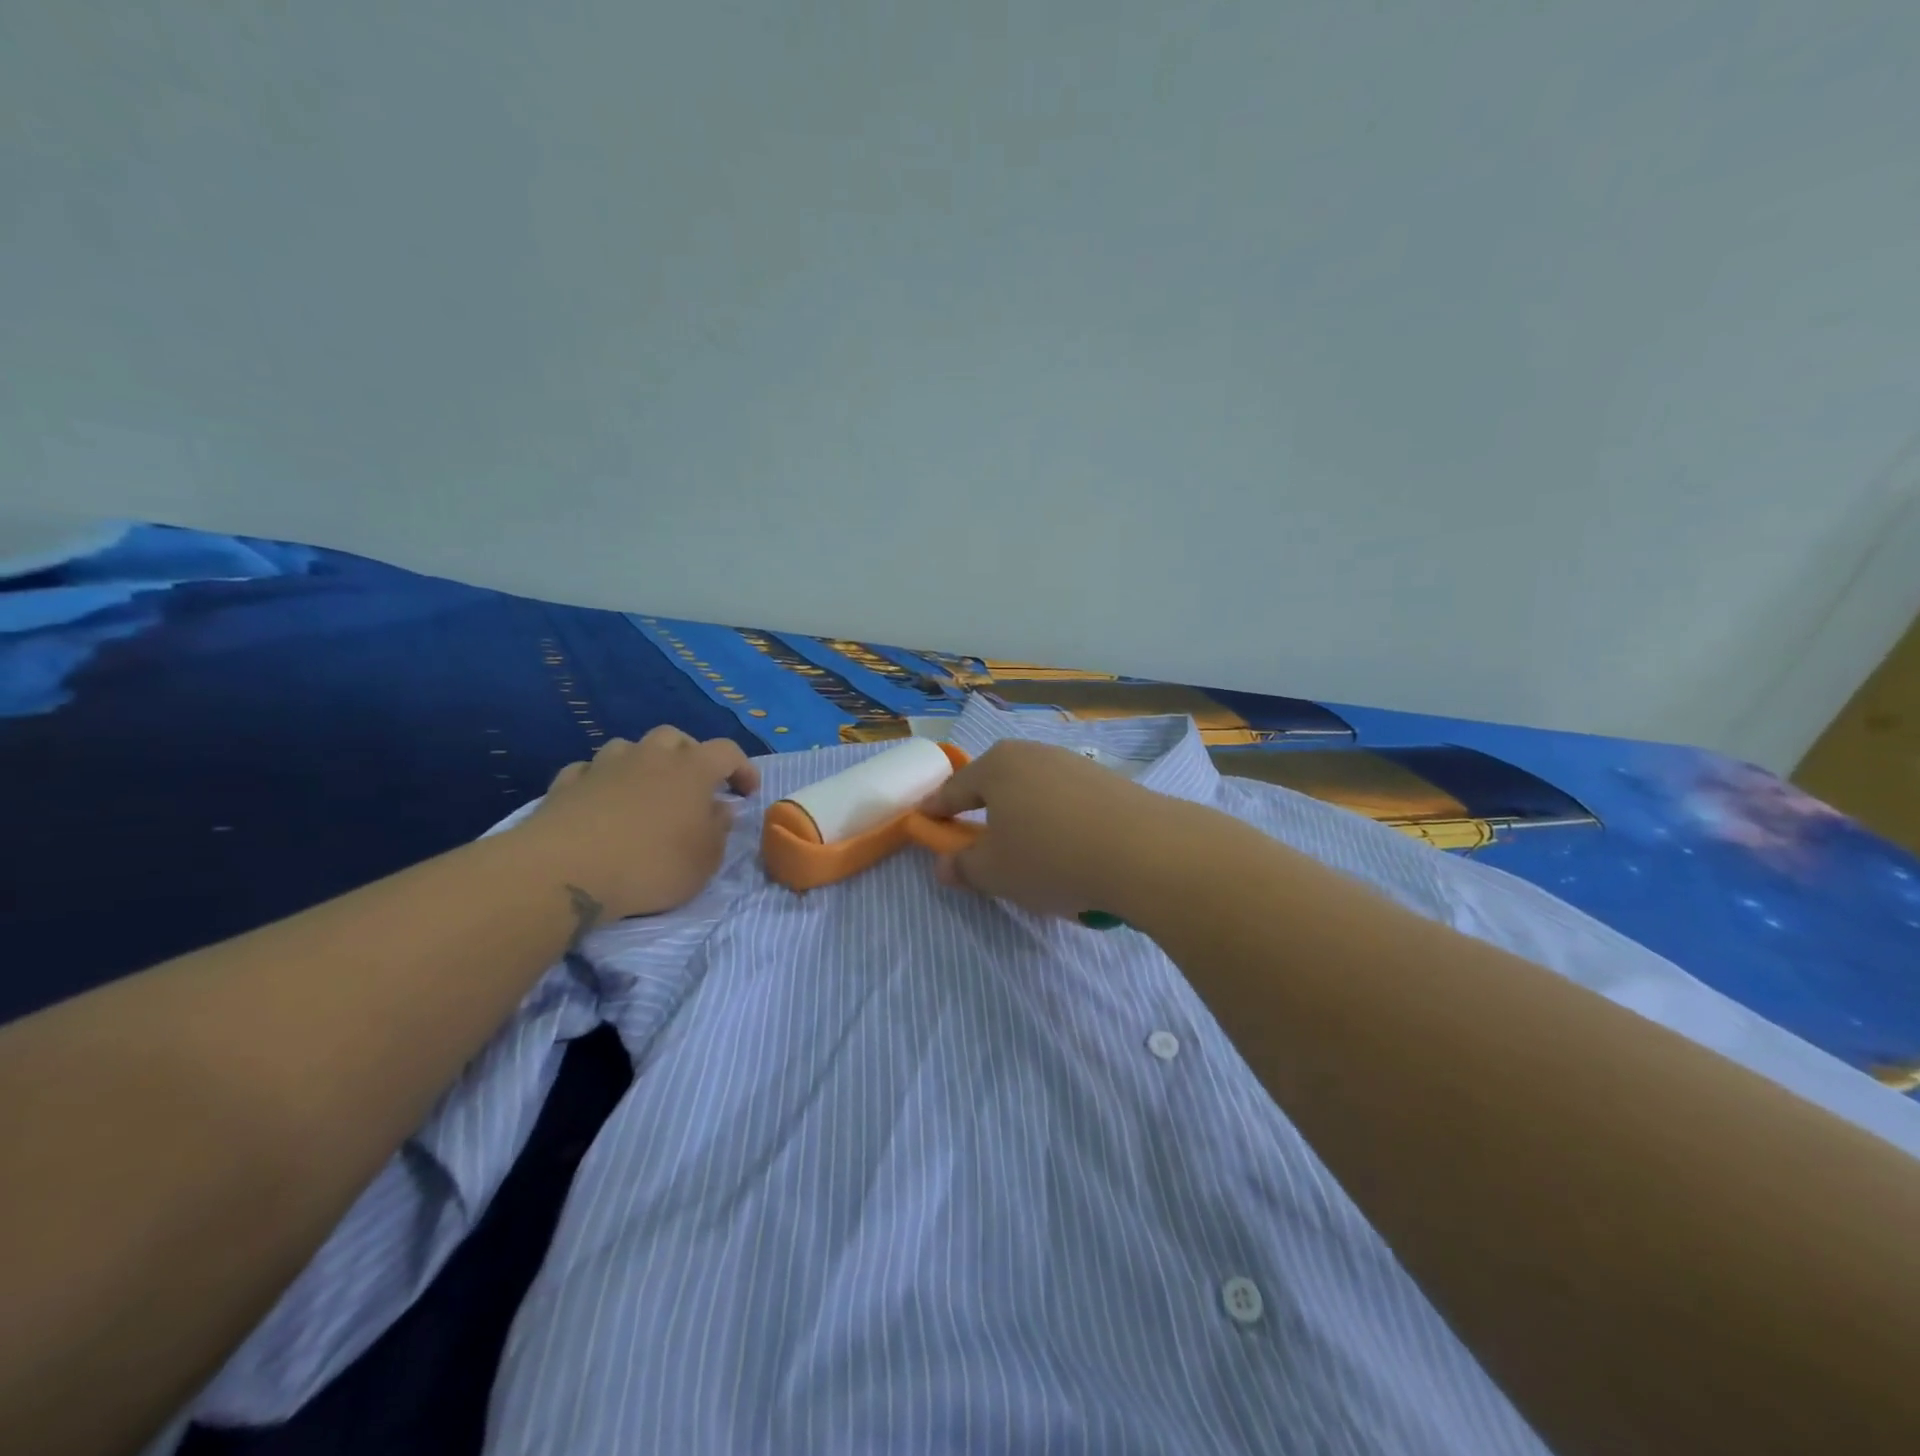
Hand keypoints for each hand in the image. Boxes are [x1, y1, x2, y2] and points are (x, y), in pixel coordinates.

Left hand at [518, 726, 760, 923]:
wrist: (565, 872)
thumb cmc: (650, 865)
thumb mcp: (704, 861)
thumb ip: (718, 831)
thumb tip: (720, 809)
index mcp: (692, 770)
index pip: (728, 752)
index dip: (742, 768)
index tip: (746, 794)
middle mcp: (650, 756)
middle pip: (675, 738)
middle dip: (690, 756)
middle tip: (694, 787)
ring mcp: (604, 766)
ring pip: (629, 748)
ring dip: (642, 763)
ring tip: (645, 792)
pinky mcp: (565, 784)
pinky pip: (590, 771)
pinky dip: (601, 781)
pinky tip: (600, 802)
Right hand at [917, 740, 1183, 917]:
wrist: (1145, 851)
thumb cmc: (1051, 858)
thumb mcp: (995, 873)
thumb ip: (962, 867)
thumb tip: (943, 865)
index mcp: (997, 766)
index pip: (955, 788)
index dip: (937, 809)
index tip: (925, 820)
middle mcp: (1034, 754)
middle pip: (997, 782)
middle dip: (983, 808)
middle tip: (978, 838)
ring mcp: (1074, 763)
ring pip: (1034, 790)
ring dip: (1025, 815)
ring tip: (1031, 850)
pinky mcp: (1109, 780)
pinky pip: (1068, 801)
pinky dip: (1059, 821)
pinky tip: (1072, 849)